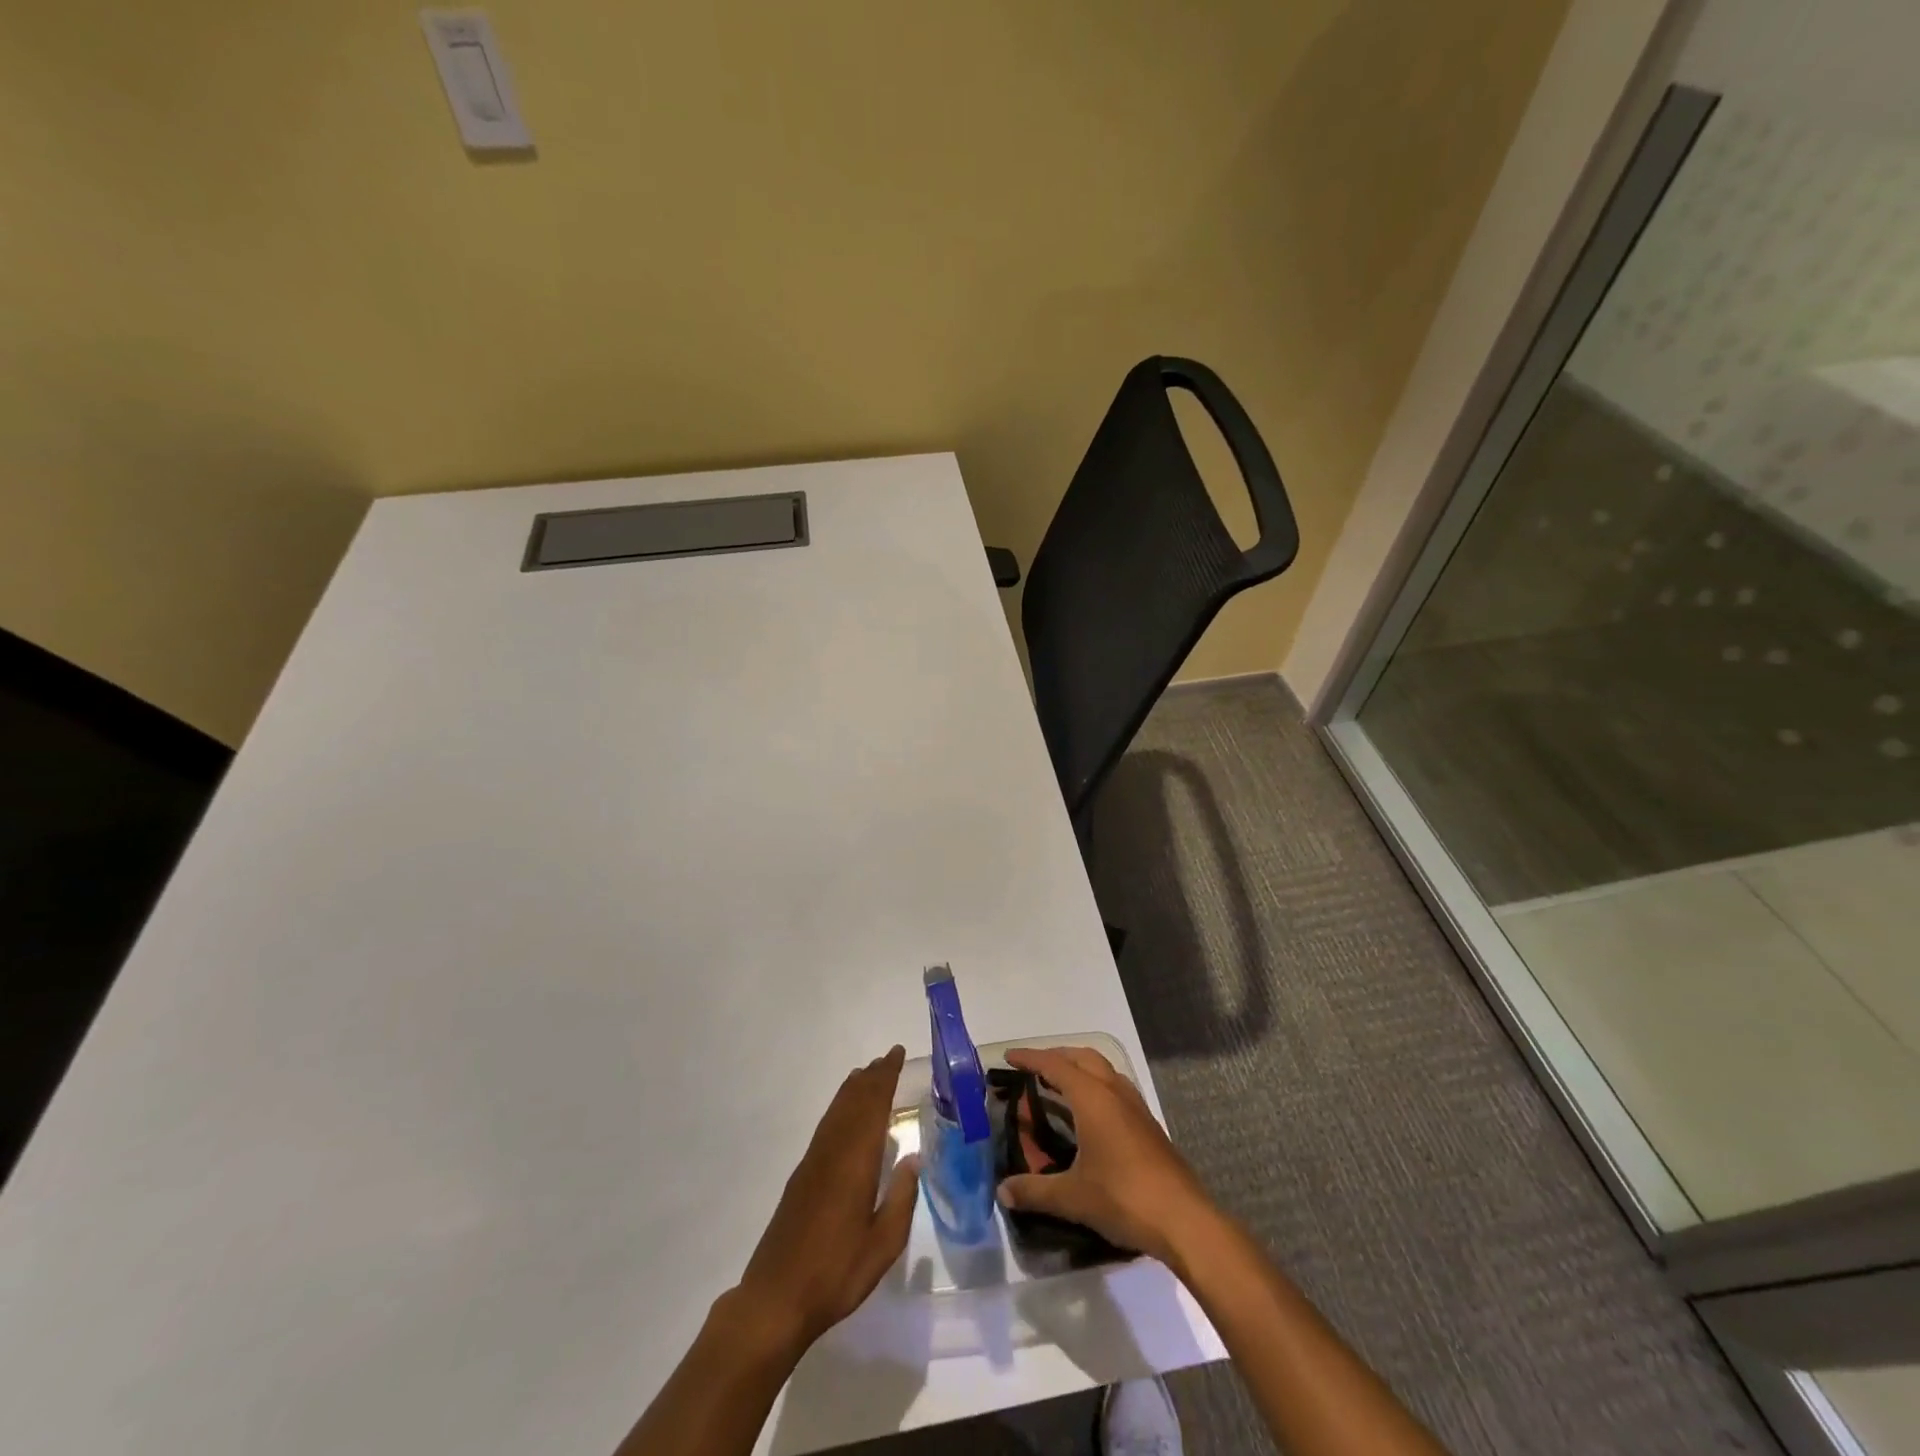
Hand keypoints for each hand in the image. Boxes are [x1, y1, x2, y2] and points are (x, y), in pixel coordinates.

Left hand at [730, 1045, 918, 1353]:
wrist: (775, 1299)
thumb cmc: (836, 1273)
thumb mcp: (883, 1245)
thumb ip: (902, 1200)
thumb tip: (912, 1160)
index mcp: (855, 1163)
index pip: (873, 1107)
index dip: (885, 1078)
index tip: (897, 1054)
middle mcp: (832, 1152)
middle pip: (853, 1102)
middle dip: (871, 1078)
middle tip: (887, 1058)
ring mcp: (813, 1163)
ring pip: (836, 1112)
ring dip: (853, 1090)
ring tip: (867, 1074)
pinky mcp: (801, 1178)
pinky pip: (825, 1127)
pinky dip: (839, 1109)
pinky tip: (843, 1116)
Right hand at [994, 1046, 1215, 1265]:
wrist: (1183, 1220)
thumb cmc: (1123, 1198)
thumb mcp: (1072, 1197)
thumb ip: (1034, 1191)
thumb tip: (1003, 1191)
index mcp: (1092, 1098)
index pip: (1055, 1065)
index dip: (1030, 1058)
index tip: (1009, 1056)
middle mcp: (1114, 1092)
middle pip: (1082, 1057)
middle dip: (1057, 1056)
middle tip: (1034, 1068)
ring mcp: (1136, 1107)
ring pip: (1104, 1070)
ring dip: (1080, 1068)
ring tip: (1060, 1085)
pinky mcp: (1148, 1125)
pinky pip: (1116, 1088)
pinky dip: (1096, 1086)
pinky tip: (1091, 1114)